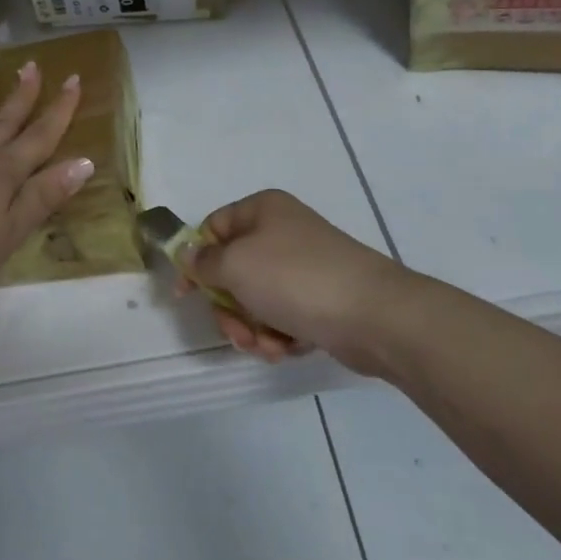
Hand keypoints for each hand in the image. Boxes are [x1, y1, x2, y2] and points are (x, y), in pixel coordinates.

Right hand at [187, 190, 415, 374]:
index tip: (186, 295)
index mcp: (263, 210)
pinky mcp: (320, 300)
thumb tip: (188, 254)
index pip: (212, 228)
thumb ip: (203, 261)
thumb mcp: (235, 264)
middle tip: (238, 331)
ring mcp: (303, 268)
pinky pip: (283, 317)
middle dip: (229, 309)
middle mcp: (282, 233)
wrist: (374, 316)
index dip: (196, 260)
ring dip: (253, 328)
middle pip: (232, 271)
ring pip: (256, 300)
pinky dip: (280, 336)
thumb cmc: (295, 279)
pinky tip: (288, 348)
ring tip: (269, 345)